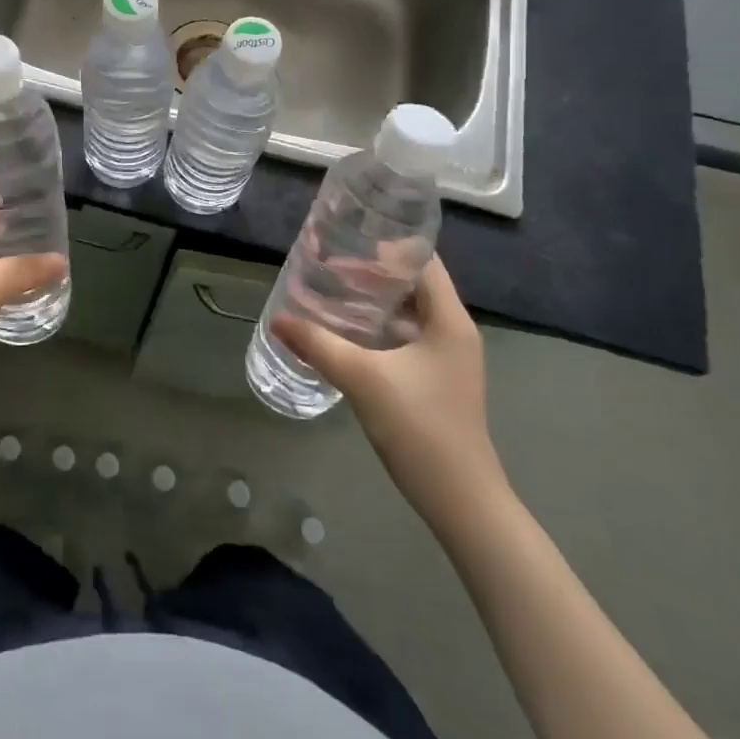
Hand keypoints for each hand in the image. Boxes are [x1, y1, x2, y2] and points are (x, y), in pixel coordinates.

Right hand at [271, 256, 507, 534]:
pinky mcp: (435, 379)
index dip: (387, 245)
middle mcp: (453, 331)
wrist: (462, 501)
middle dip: (371, 271)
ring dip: (372, 300)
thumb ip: (318, 345)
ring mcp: (447, 358)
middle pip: (413, 284)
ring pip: (407, 312)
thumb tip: (277, 319)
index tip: (346, 237)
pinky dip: (377, 326)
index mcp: (449, 320)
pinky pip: (404, 336)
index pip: (423, 262)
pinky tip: (345, 333)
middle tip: (327, 264)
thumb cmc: (421, 428)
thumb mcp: (363, 379)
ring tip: (330, 291)